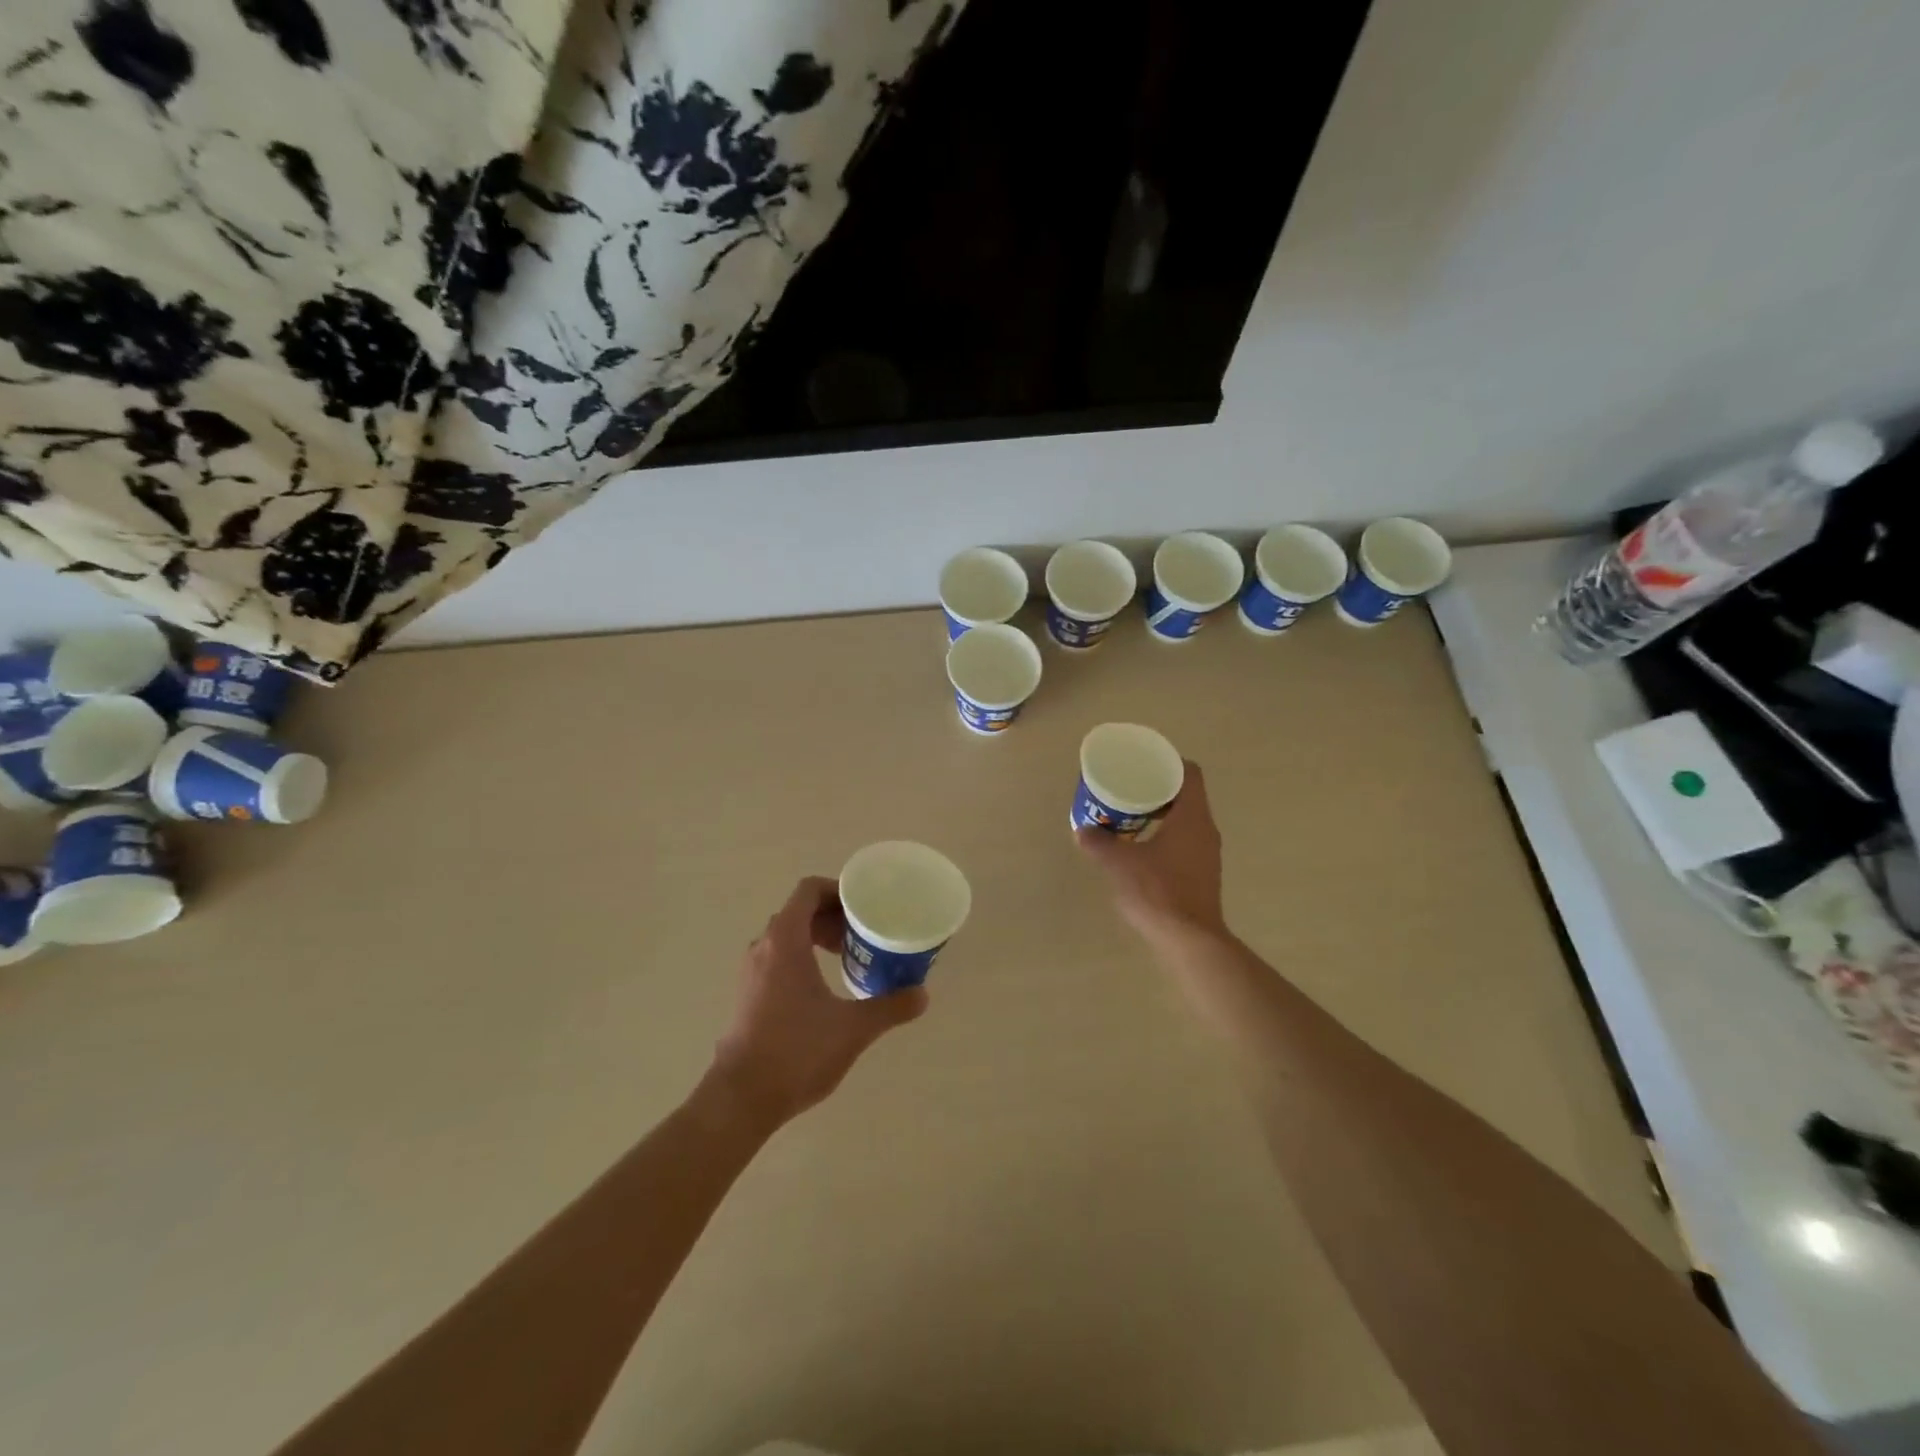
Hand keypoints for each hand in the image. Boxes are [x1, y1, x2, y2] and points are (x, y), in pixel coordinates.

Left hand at [710, 877, 927, 1128]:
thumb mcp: (853, 1028)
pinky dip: (802, 957)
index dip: (838, 890)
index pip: (808, 890)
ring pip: (787, 936)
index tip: (864, 906)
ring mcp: (751, 972)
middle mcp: (764, 947)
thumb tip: (922, 995)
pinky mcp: (748, 995)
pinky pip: (777, 958)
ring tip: (848, 957)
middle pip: (799, 911)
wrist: (741, 1098)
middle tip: (863, 934)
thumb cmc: (797, 1051)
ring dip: (817, 937)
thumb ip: (890, 1007)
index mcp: (785, 940)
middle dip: (833, 916)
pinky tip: (824, 987)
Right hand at [1077, 759, 1228, 944]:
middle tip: (1129, 789)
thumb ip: (1099, 843)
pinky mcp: (1203, 874)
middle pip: (1186, 795)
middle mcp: (1205, 829)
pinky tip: (1141, 849)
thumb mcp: (1119, 863)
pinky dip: (1165, 837)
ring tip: (1130, 817)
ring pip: (1186, 820)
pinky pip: (1185, 842)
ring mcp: (1207, 854)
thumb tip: (1082, 830)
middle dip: (1157, 789)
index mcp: (1192, 816)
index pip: (1190, 773)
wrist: (1189, 940)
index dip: (1168, 763)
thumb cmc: (1157, 891)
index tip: (1144, 764)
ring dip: (1160, 815)